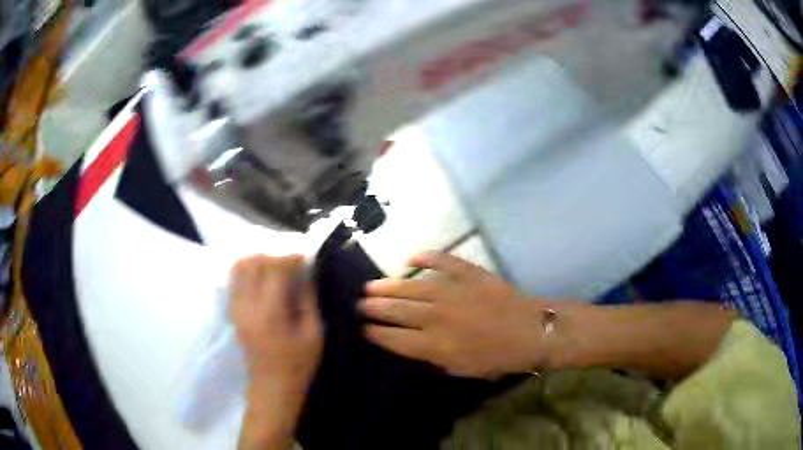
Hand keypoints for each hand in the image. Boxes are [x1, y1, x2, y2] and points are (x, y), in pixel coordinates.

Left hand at [229, 255, 322, 448]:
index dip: (291, 258)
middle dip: (274, 257)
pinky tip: (262, 281)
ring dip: (258, 262)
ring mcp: (236, 308)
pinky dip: (247, 272)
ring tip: (275, 271)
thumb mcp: (314, 333)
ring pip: (239, 267)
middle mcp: (247, 305)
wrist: (271, 388)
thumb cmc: (298, 364)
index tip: (305, 260)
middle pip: (254, 262)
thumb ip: (308, 299)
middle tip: (291, 267)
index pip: (275, 268)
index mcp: (270, 311)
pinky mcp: (232, 312)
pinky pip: (234, 280)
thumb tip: (306, 272)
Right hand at [360, 252, 546, 378]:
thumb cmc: (498, 357)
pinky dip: (427, 257)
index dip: (377, 333)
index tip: (364, 328)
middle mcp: (438, 317)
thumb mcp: (462, 369)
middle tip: (361, 303)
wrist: (531, 332)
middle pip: (398, 311)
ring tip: (372, 285)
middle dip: (376, 307)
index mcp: (436, 345)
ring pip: (413, 287)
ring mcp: (454, 291)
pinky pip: (444, 261)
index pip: (395, 338)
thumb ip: (434, 357)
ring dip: (390, 286)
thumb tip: (412, 343)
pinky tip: (411, 257)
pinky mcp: (470, 274)